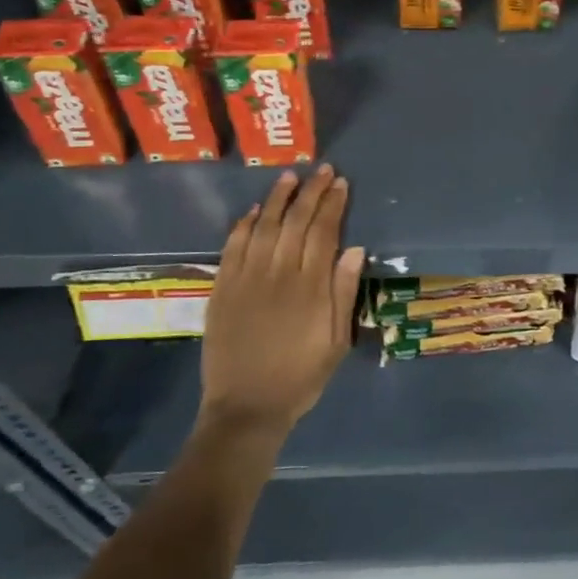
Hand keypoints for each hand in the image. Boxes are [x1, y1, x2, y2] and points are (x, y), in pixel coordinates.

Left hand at [199, 165, 365, 438]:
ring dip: (279, 199)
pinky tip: (255, 210)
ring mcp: (247, 279)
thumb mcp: (336, 341)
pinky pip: (233, 247)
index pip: (324, 232)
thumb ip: (344, 293)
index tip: (341, 183)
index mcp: (311, 287)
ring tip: (290, 177)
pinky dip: (244, 225)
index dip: (333, 204)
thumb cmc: (301, 376)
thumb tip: (354, 248)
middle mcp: (278, 274)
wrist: (246, 407)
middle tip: (322, 171)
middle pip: (296, 222)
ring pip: (265, 227)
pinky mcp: (223, 288)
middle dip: (311, 192)